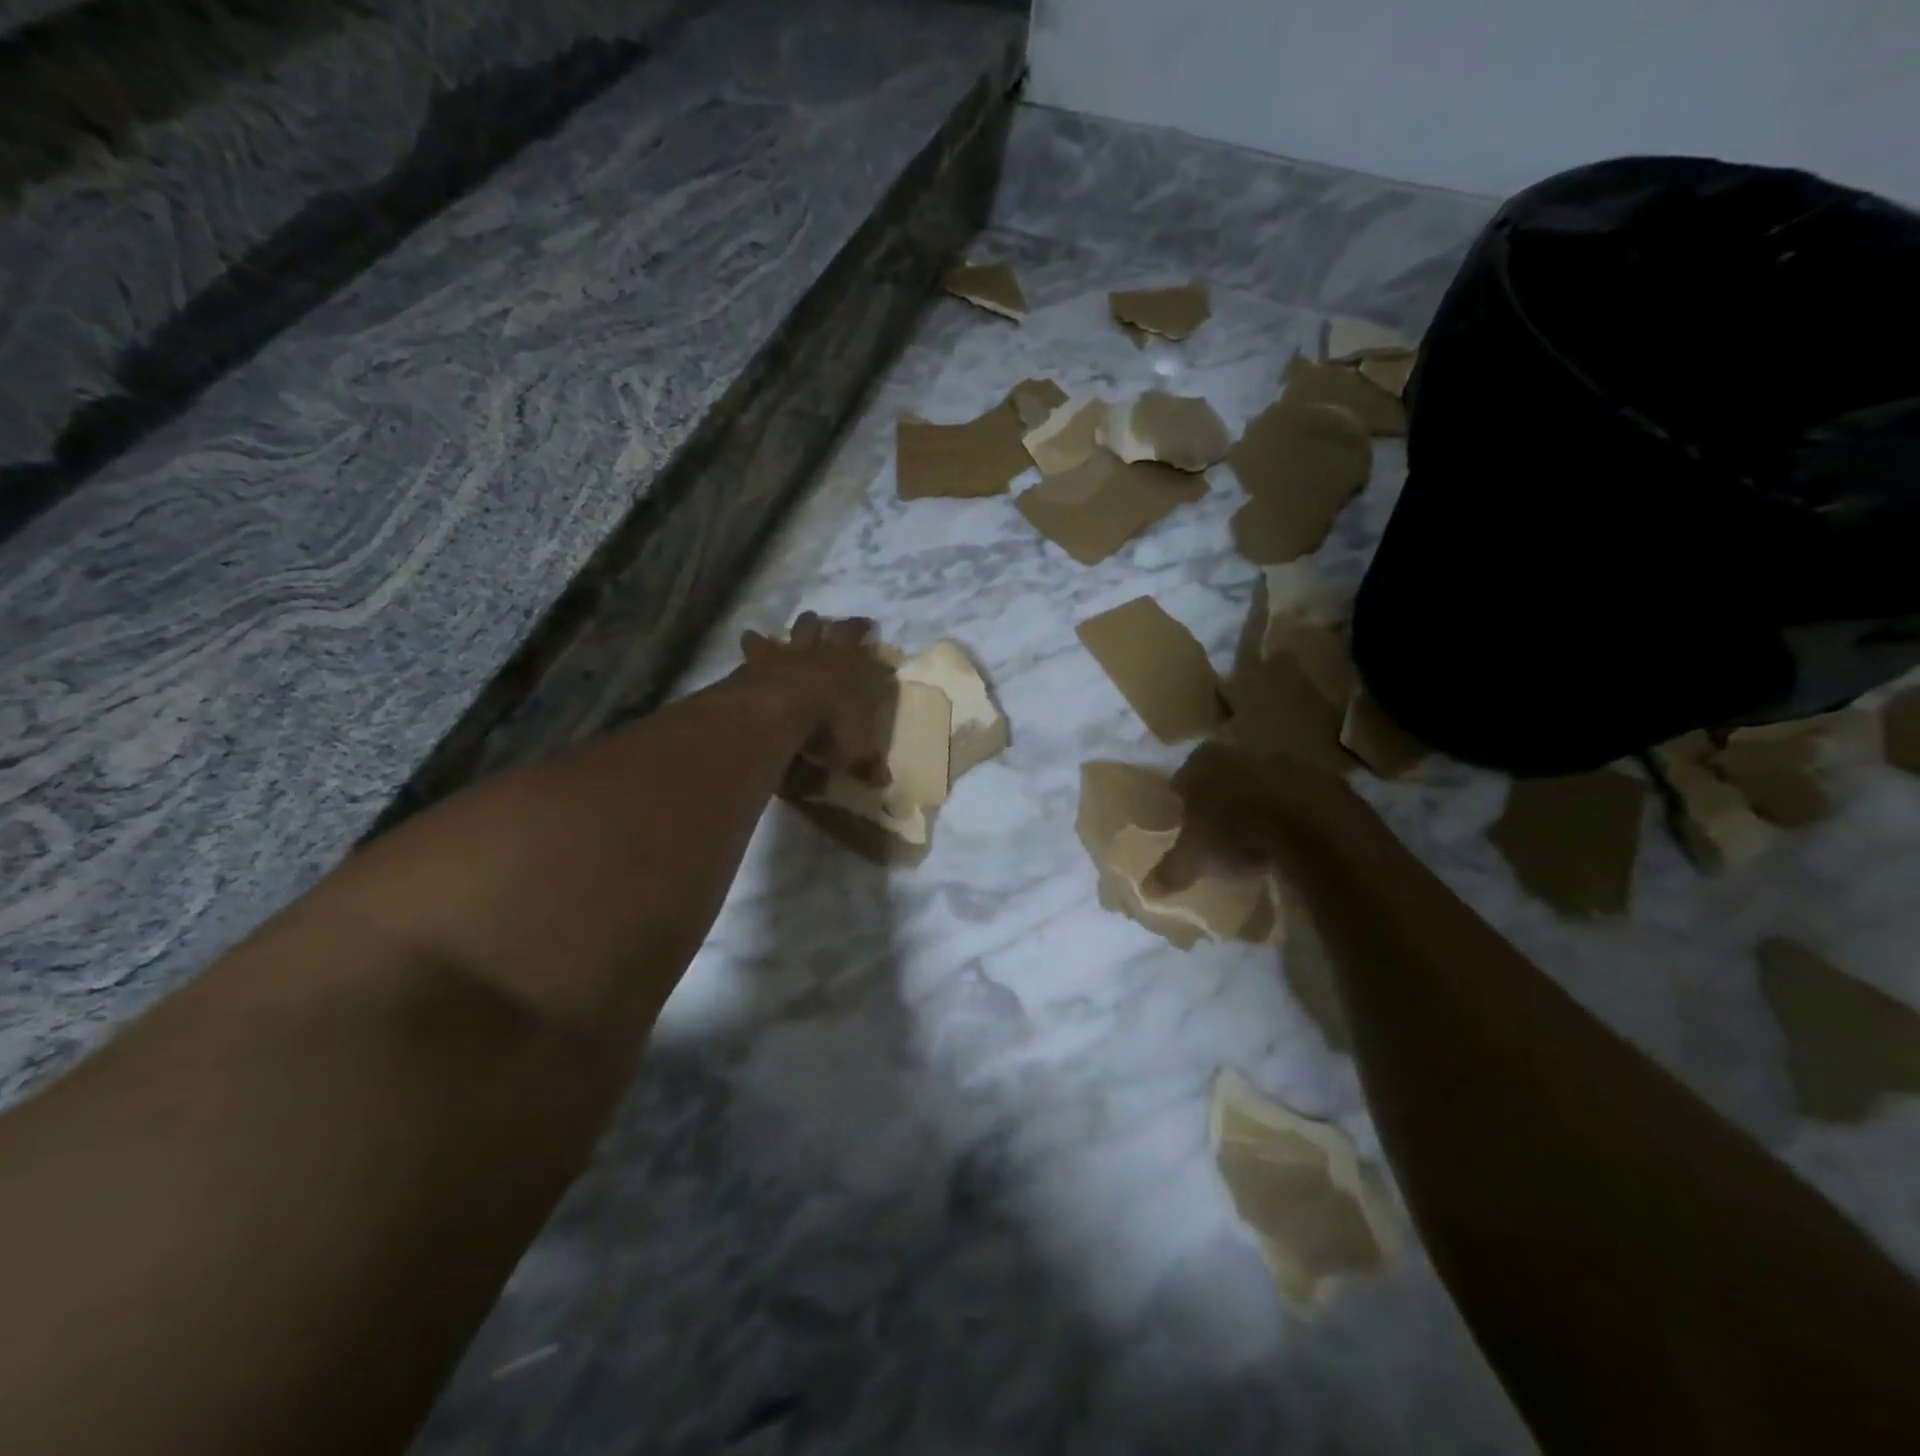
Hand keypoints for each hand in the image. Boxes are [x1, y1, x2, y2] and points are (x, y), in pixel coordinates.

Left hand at [739, 612, 897, 788]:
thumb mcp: (853, 754)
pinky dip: (756, 640)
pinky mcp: (763, 655)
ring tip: (811, 620)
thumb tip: (882, 781)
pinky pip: (759, 642)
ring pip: (806, 626)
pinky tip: (751, 635)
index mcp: (859, 677)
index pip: (879, 666)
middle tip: (860, 626)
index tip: (887, 664)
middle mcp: (832, 657)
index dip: (884, 665)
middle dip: (853, 628)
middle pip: (846, 632)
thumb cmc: (826, 731)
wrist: (778, 710)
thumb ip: (867, 765)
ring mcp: (797, 651)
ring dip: (809, 624)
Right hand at [1145, 742, 1370, 894]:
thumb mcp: (1194, 857)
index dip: (1184, 796)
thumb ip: (1171, 869)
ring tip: (1257, 840)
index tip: (1185, 818)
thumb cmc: (1235, 832)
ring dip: (1260, 805)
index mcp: (1205, 763)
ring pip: (1265, 784)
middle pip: (1226, 775)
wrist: (1310, 826)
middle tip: (1220, 828)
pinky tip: (1291, 843)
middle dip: (1223, 798)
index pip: (1186, 774)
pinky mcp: (1324, 781)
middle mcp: (1242, 754)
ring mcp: (1286, 763)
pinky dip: (1294, 817)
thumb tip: (1147, 889)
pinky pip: (1300, 800)